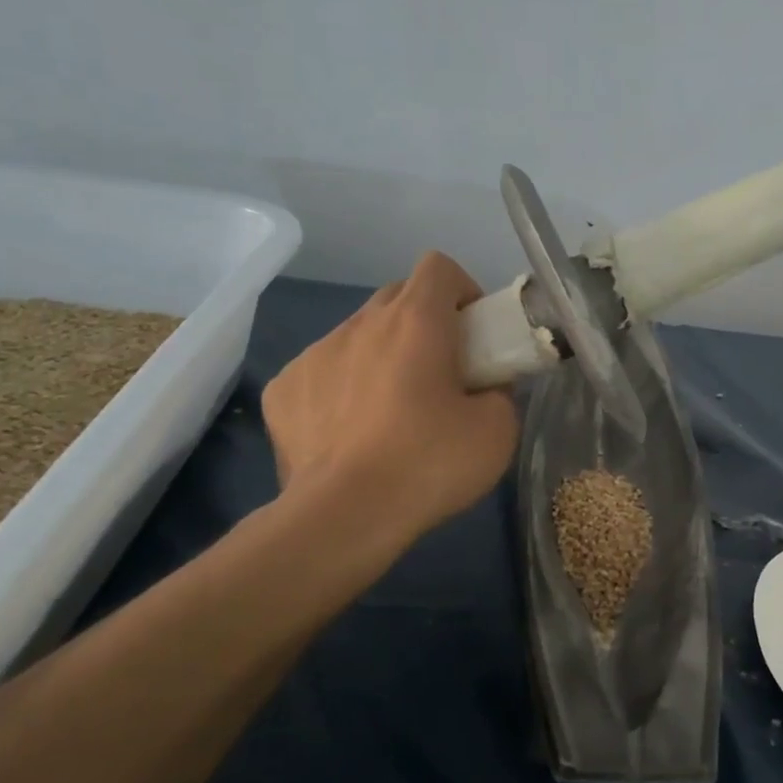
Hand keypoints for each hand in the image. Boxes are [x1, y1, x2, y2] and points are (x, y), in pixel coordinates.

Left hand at [261, 252, 517, 542]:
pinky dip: (341, 389)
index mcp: (416, 321)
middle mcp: (361, 323)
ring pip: (357, 335)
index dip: (462, 289)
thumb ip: (499, 392)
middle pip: (397, 296)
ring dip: (381, 355)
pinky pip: (322, 372)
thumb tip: (484, 389)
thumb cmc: (429, 464)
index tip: (474, 332)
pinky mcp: (283, 390)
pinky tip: (349, 434)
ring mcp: (314, 354)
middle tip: (441, 372)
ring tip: (391, 411)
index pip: (439, 266)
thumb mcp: (498, 431)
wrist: (343, 516)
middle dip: (424, 321)